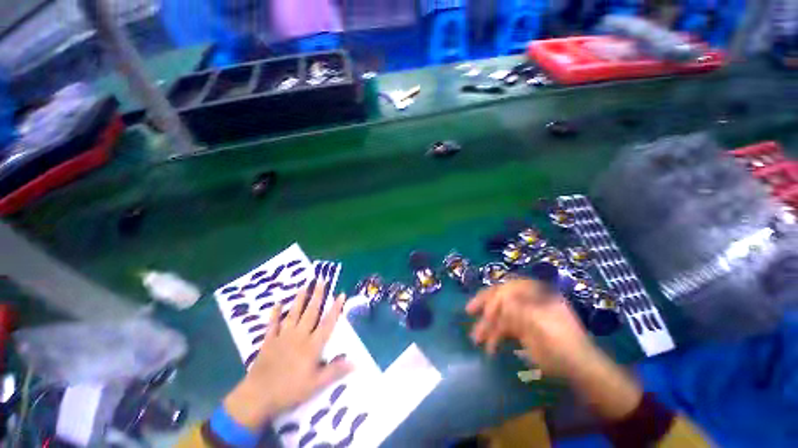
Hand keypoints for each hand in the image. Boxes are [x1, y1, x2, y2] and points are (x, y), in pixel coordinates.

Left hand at [223, 282, 351, 429]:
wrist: (258, 397)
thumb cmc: (290, 391)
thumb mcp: (316, 384)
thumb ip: (335, 371)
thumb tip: (356, 362)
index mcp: (312, 345)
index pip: (327, 323)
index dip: (335, 308)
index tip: (341, 294)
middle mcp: (299, 336)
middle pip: (311, 312)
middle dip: (317, 296)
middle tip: (322, 280)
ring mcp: (283, 337)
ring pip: (294, 314)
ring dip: (299, 299)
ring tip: (304, 285)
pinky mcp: (269, 341)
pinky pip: (273, 324)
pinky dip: (275, 314)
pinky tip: (278, 304)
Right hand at [465, 278, 594, 376]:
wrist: (578, 368)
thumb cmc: (561, 342)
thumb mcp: (540, 322)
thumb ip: (517, 307)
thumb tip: (498, 298)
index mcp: (535, 293)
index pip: (507, 287)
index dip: (493, 295)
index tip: (482, 308)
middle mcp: (527, 301)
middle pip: (501, 298)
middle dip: (484, 306)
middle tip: (469, 311)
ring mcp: (525, 316)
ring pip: (500, 315)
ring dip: (487, 326)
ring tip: (476, 338)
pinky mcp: (523, 330)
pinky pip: (504, 329)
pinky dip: (495, 337)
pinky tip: (490, 348)